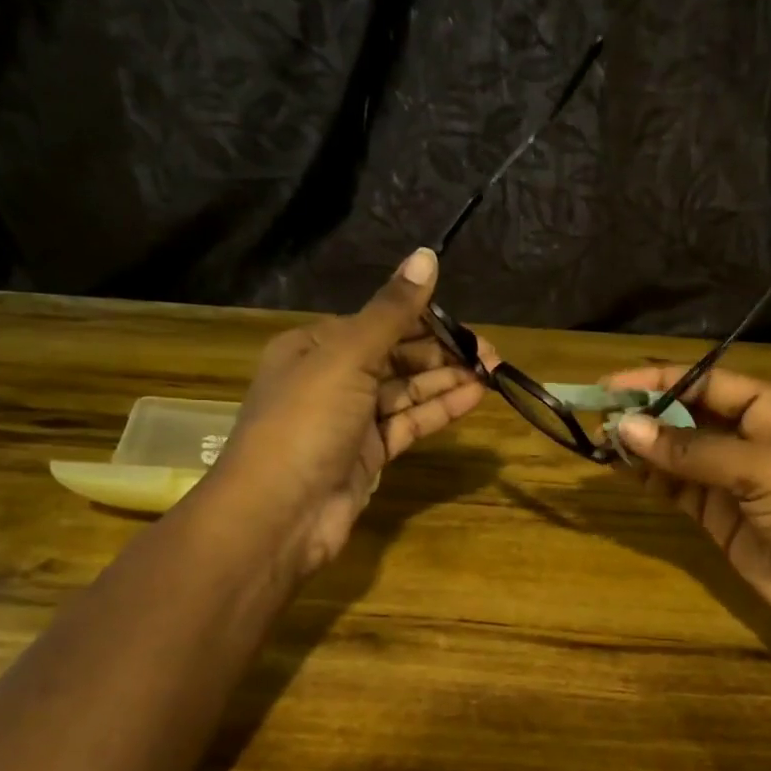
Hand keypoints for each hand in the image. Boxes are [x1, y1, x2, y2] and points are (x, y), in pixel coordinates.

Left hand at [210, 248, 490, 578]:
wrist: (279, 514)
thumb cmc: (306, 422)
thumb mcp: (347, 356)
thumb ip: (392, 311)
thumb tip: (426, 256)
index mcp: (315, 346)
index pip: (379, 323)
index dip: (424, 320)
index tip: (467, 325)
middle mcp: (332, 378)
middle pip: (396, 357)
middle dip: (442, 353)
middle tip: (491, 354)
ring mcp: (351, 420)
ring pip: (406, 391)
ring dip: (446, 381)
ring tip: (492, 373)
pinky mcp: (368, 455)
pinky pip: (408, 424)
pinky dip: (438, 410)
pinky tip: (473, 399)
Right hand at [603, 365, 770, 654]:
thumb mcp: (764, 471)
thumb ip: (694, 451)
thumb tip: (626, 428)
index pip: (709, 383)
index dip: (660, 380)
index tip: (612, 386)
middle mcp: (753, 441)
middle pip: (690, 417)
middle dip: (646, 414)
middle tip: (597, 416)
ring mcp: (735, 484)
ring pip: (679, 455)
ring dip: (643, 447)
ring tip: (600, 441)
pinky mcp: (721, 521)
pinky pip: (680, 491)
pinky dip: (652, 480)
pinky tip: (622, 470)